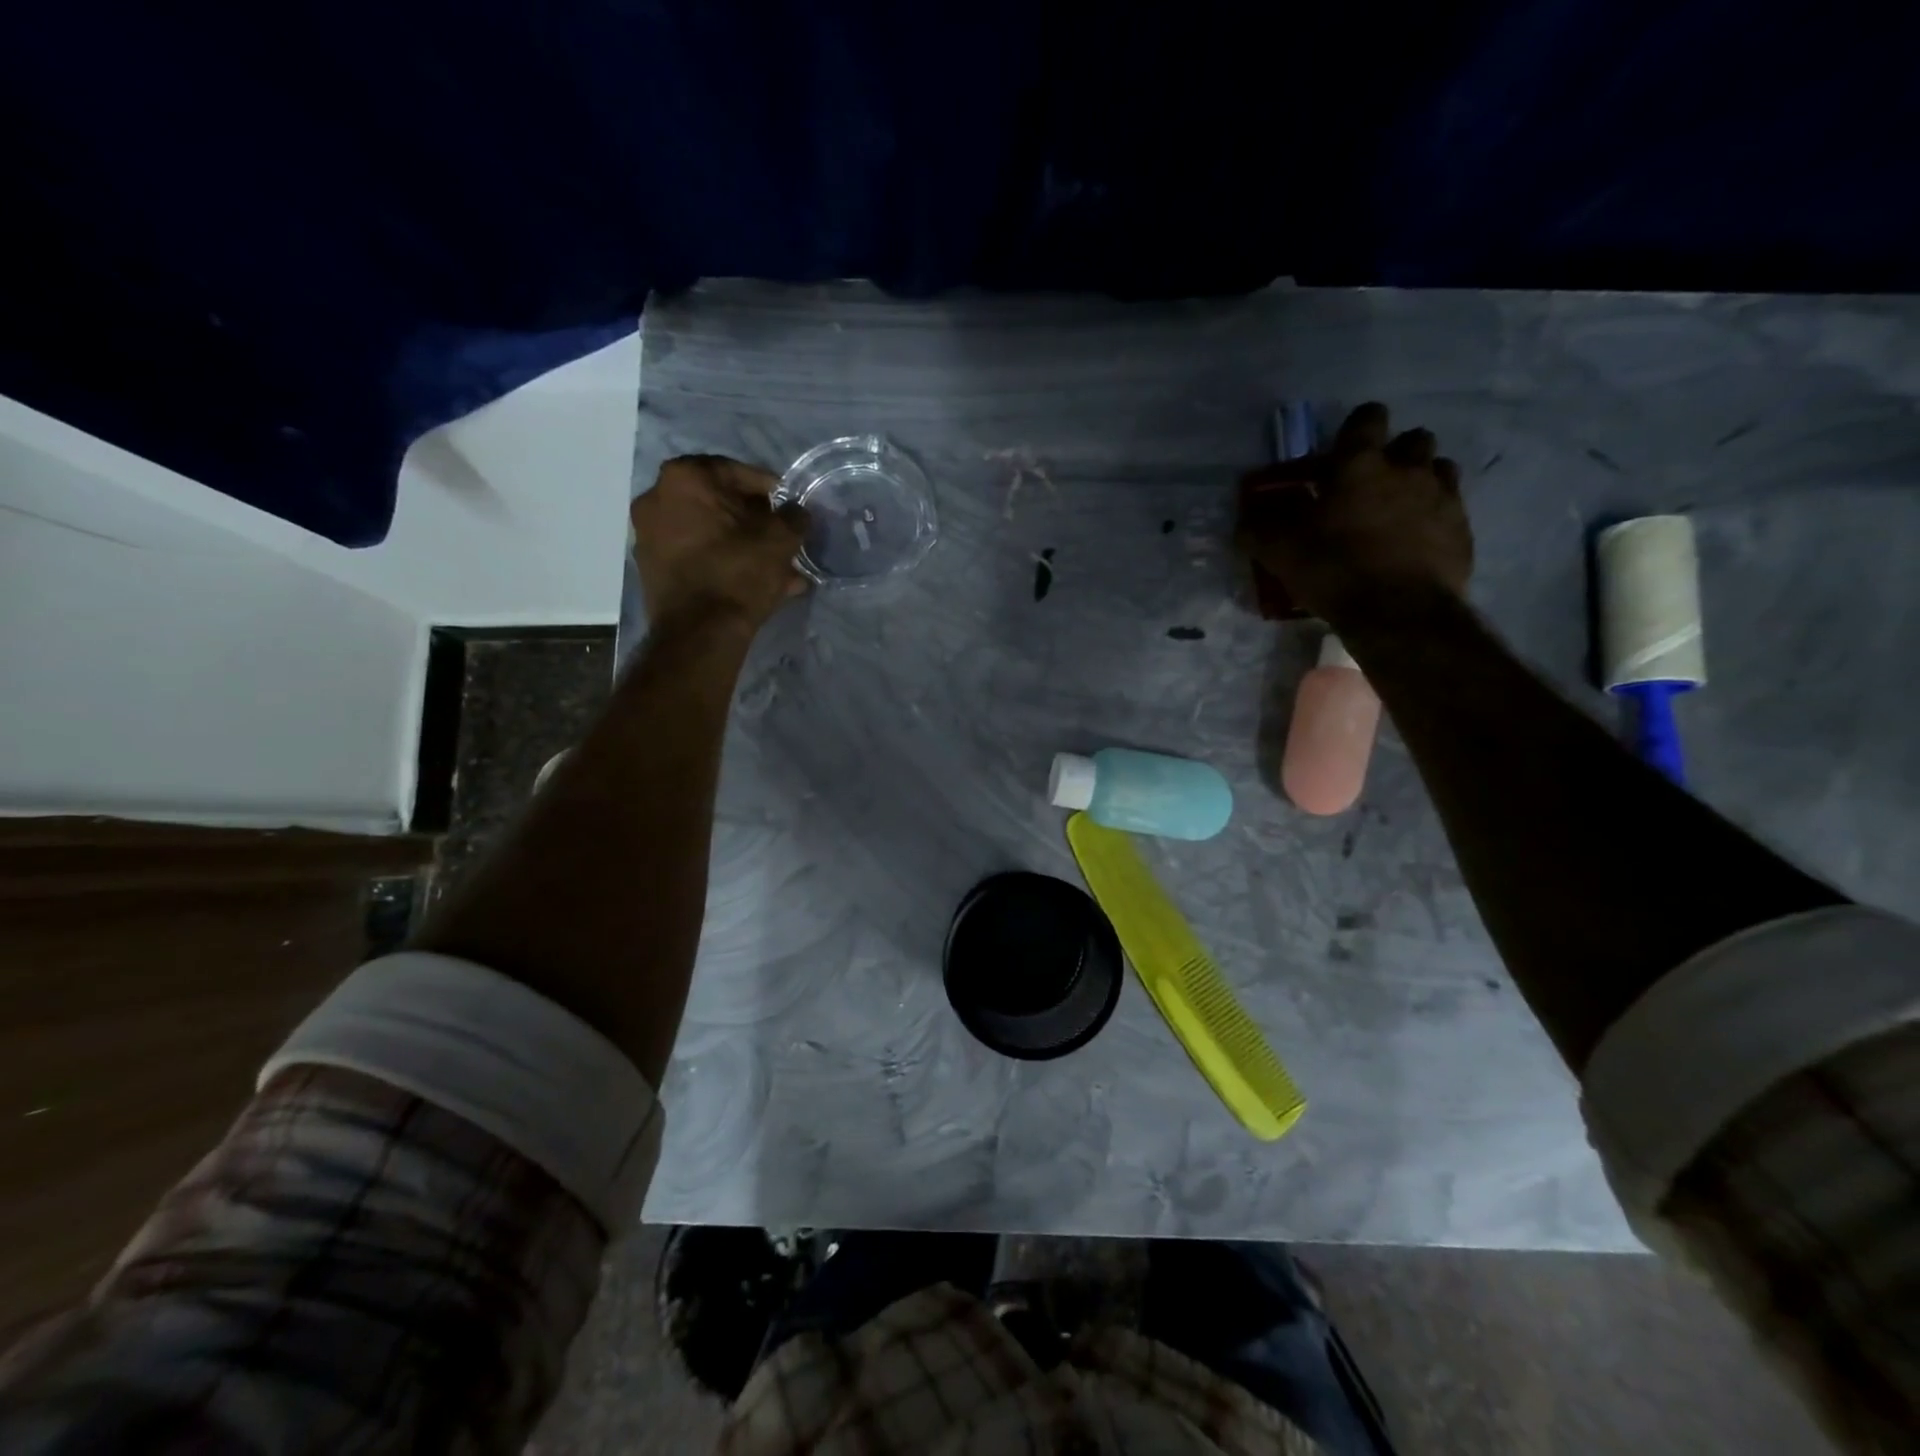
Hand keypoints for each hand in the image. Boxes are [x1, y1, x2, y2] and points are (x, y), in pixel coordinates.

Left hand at [632, 456, 808, 632]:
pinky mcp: (652, 568)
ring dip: (743, 545)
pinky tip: (754, 583)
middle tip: (782, 537)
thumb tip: (797, 512)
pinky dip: (723, 562)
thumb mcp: (780, 540)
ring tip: (776, 568)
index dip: (769, 488)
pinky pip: (696, 555)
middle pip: (719, 503)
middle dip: (755, 521)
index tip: (789, 506)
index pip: (735, 471)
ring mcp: (649, 535)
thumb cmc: (738, 573)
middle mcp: (656, 498)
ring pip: (709, 532)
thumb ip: (793, 517)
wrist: (699, 633)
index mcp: (684, 478)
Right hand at [1236, 403, 1472, 623]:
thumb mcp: (1280, 552)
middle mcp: (1408, 469)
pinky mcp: (1462, 530)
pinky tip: (1416, 543)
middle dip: (1394, 454)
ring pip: (1439, 469)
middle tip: (1371, 484)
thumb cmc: (1334, 570)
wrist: (1398, 613)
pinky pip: (1451, 509)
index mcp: (1361, 465)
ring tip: (1399, 510)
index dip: (1356, 429)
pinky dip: (1434, 518)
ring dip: (1420, 480)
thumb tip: (1245, 520)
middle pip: (1413, 439)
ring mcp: (1442, 497)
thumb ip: (1259, 530)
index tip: (1341, 451)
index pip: (1367, 418)